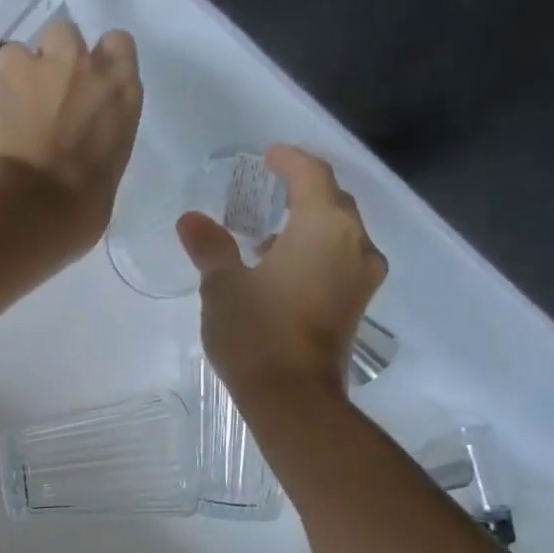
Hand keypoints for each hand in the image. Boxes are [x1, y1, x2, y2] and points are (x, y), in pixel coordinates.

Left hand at [0, 19, 142, 255]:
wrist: (19, 212)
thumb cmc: (74, 213)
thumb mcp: (104, 182)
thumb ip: (93, 150)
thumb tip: (76, 160)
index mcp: (117, 92)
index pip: (116, 46)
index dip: (98, 61)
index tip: (84, 86)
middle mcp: (74, 66)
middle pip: (62, 37)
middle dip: (51, 62)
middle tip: (40, 103)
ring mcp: (23, 70)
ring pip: (14, 55)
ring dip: (11, 82)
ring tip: (2, 123)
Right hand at [177, 145, 387, 398]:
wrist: (293, 397)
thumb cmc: (256, 331)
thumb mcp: (223, 285)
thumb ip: (210, 247)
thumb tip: (192, 220)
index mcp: (323, 226)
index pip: (312, 175)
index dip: (290, 160)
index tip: (269, 155)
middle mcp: (354, 243)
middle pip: (333, 201)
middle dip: (303, 190)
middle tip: (270, 189)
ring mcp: (361, 276)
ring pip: (340, 232)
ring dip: (310, 224)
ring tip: (270, 234)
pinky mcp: (358, 304)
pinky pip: (341, 259)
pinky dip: (317, 251)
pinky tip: (284, 269)